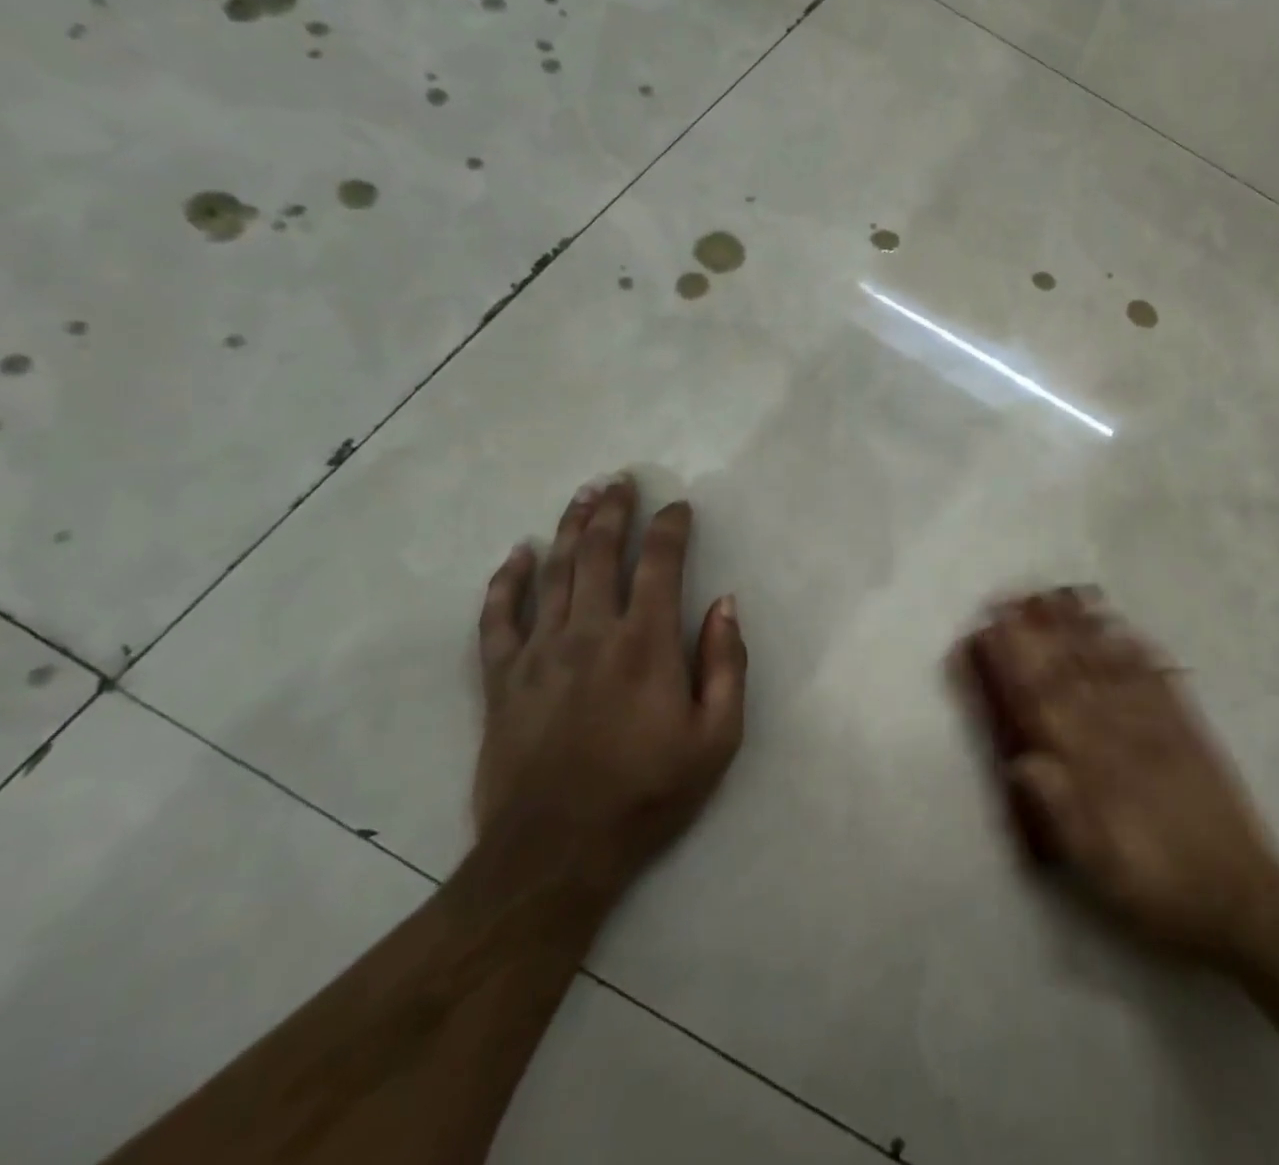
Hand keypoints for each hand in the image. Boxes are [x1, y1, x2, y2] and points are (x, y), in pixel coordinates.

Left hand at [474, 474, 746, 892]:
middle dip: (614, 510)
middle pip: (601, 553)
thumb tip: (725, 602)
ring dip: (570, 528)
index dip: (671, 527)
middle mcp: (591, 633)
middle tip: (620, 479)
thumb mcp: (717, 736)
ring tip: (582, 495)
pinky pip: (497, 618)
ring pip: (554, 573)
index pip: (660, 563)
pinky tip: (516, 554)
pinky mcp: (501, 680)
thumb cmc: (648, 792)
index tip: (679, 506)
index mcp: (646, 643)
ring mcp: (539, 653)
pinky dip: (506, 581)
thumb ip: (726, 663)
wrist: (555, 853)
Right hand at [956, 589, 1278, 966]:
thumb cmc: (1160, 892)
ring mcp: (1161, 727)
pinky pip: (1159, 680)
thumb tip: (1020, 761)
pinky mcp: (1190, 730)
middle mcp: (1125, 736)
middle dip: (1040, 632)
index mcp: (1098, 769)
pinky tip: (1123, 627)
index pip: (1046, 704)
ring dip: (1083, 628)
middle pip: (1074, 673)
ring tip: (1060, 595)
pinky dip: (1138, 650)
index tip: (991, 633)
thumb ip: (1062, 812)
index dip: (1016, 664)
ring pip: (1113, 667)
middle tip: (1013, 597)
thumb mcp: (1101, 869)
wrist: (1245, 902)